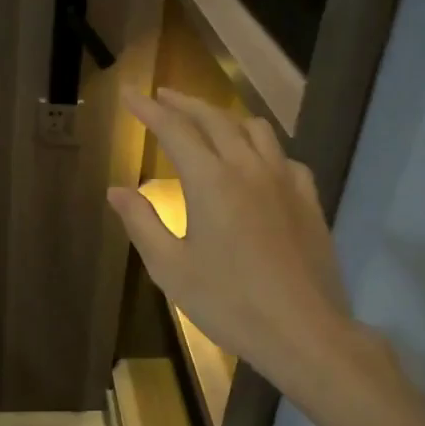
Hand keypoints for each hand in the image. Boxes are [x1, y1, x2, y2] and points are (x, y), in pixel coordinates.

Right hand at [109, 89, 354, 393]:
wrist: (303, 330)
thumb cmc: (229, 303)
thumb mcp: (171, 268)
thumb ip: (142, 222)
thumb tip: (116, 190)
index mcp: (211, 181)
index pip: (175, 130)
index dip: (149, 110)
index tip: (131, 95)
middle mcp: (249, 168)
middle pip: (215, 119)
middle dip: (185, 104)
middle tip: (163, 97)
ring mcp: (284, 180)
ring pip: (255, 129)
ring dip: (225, 117)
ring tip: (208, 122)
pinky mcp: (308, 199)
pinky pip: (283, 156)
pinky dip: (262, 147)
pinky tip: (257, 163)